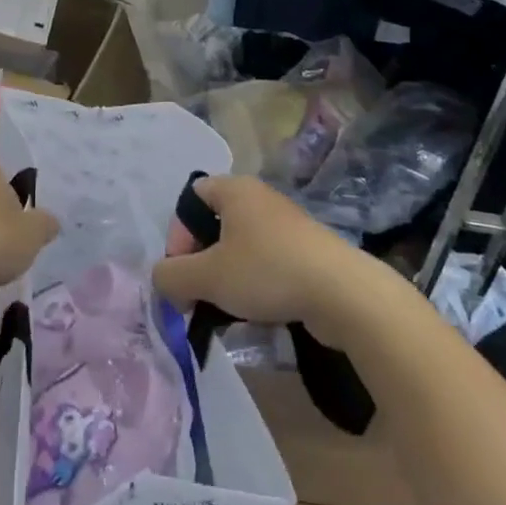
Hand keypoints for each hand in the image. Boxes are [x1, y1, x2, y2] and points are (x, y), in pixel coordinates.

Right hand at [152, 176, 369, 337]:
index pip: (191, 198)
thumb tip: (162, 280)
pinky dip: (254, 286)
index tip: (182, 271)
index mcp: (235, 190)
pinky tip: (256, 314)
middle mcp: (260, 199)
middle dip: (200, 263)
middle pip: (214, 226)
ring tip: (224, 311)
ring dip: (226, 279)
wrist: (343, 294)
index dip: (178, 234)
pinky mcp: (307, 253)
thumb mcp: (207, 277)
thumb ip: (171, 277)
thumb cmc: (267, 271)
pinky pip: (267, 264)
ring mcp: (287, 225)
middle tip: (197, 296)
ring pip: (241, 249)